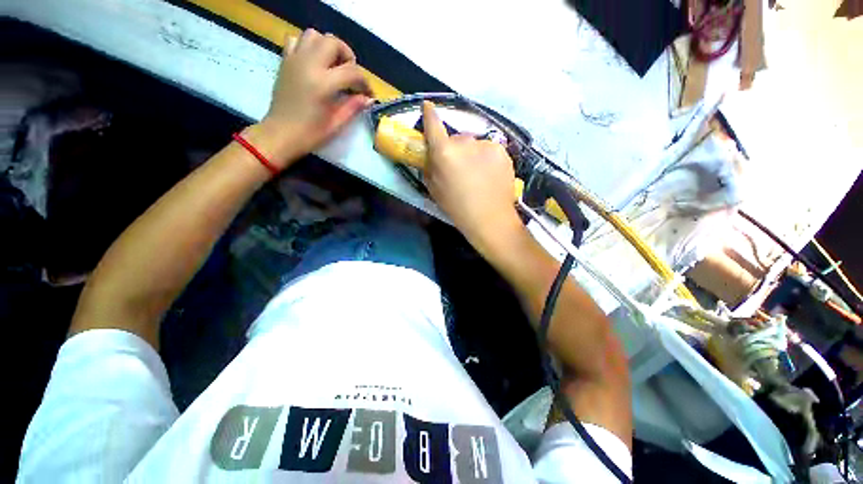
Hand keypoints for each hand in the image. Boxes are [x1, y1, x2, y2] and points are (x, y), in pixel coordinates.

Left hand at [252, 29, 371, 168]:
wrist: (280, 134)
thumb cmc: (310, 134)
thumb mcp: (336, 124)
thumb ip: (353, 107)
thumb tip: (368, 98)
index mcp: (323, 83)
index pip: (352, 72)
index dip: (365, 82)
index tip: (368, 94)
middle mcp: (308, 64)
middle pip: (333, 43)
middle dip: (347, 56)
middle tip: (350, 75)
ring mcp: (294, 60)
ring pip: (314, 35)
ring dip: (328, 46)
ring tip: (333, 65)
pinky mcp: (285, 61)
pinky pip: (296, 40)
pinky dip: (308, 46)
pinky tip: (314, 63)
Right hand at [422, 101, 525, 255]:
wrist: (490, 219)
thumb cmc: (458, 208)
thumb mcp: (435, 190)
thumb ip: (430, 168)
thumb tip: (431, 155)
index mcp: (445, 153)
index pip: (434, 125)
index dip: (429, 115)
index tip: (428, 106)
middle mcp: (465, 142)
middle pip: (457, 139)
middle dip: (455, 149)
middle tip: (458, 168)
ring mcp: (486, 144)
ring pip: (474, 144)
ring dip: (472, 154)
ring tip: (476, 175)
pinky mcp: (502, 150)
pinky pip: (488, 150)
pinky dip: (486, 158)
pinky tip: (488, 175)